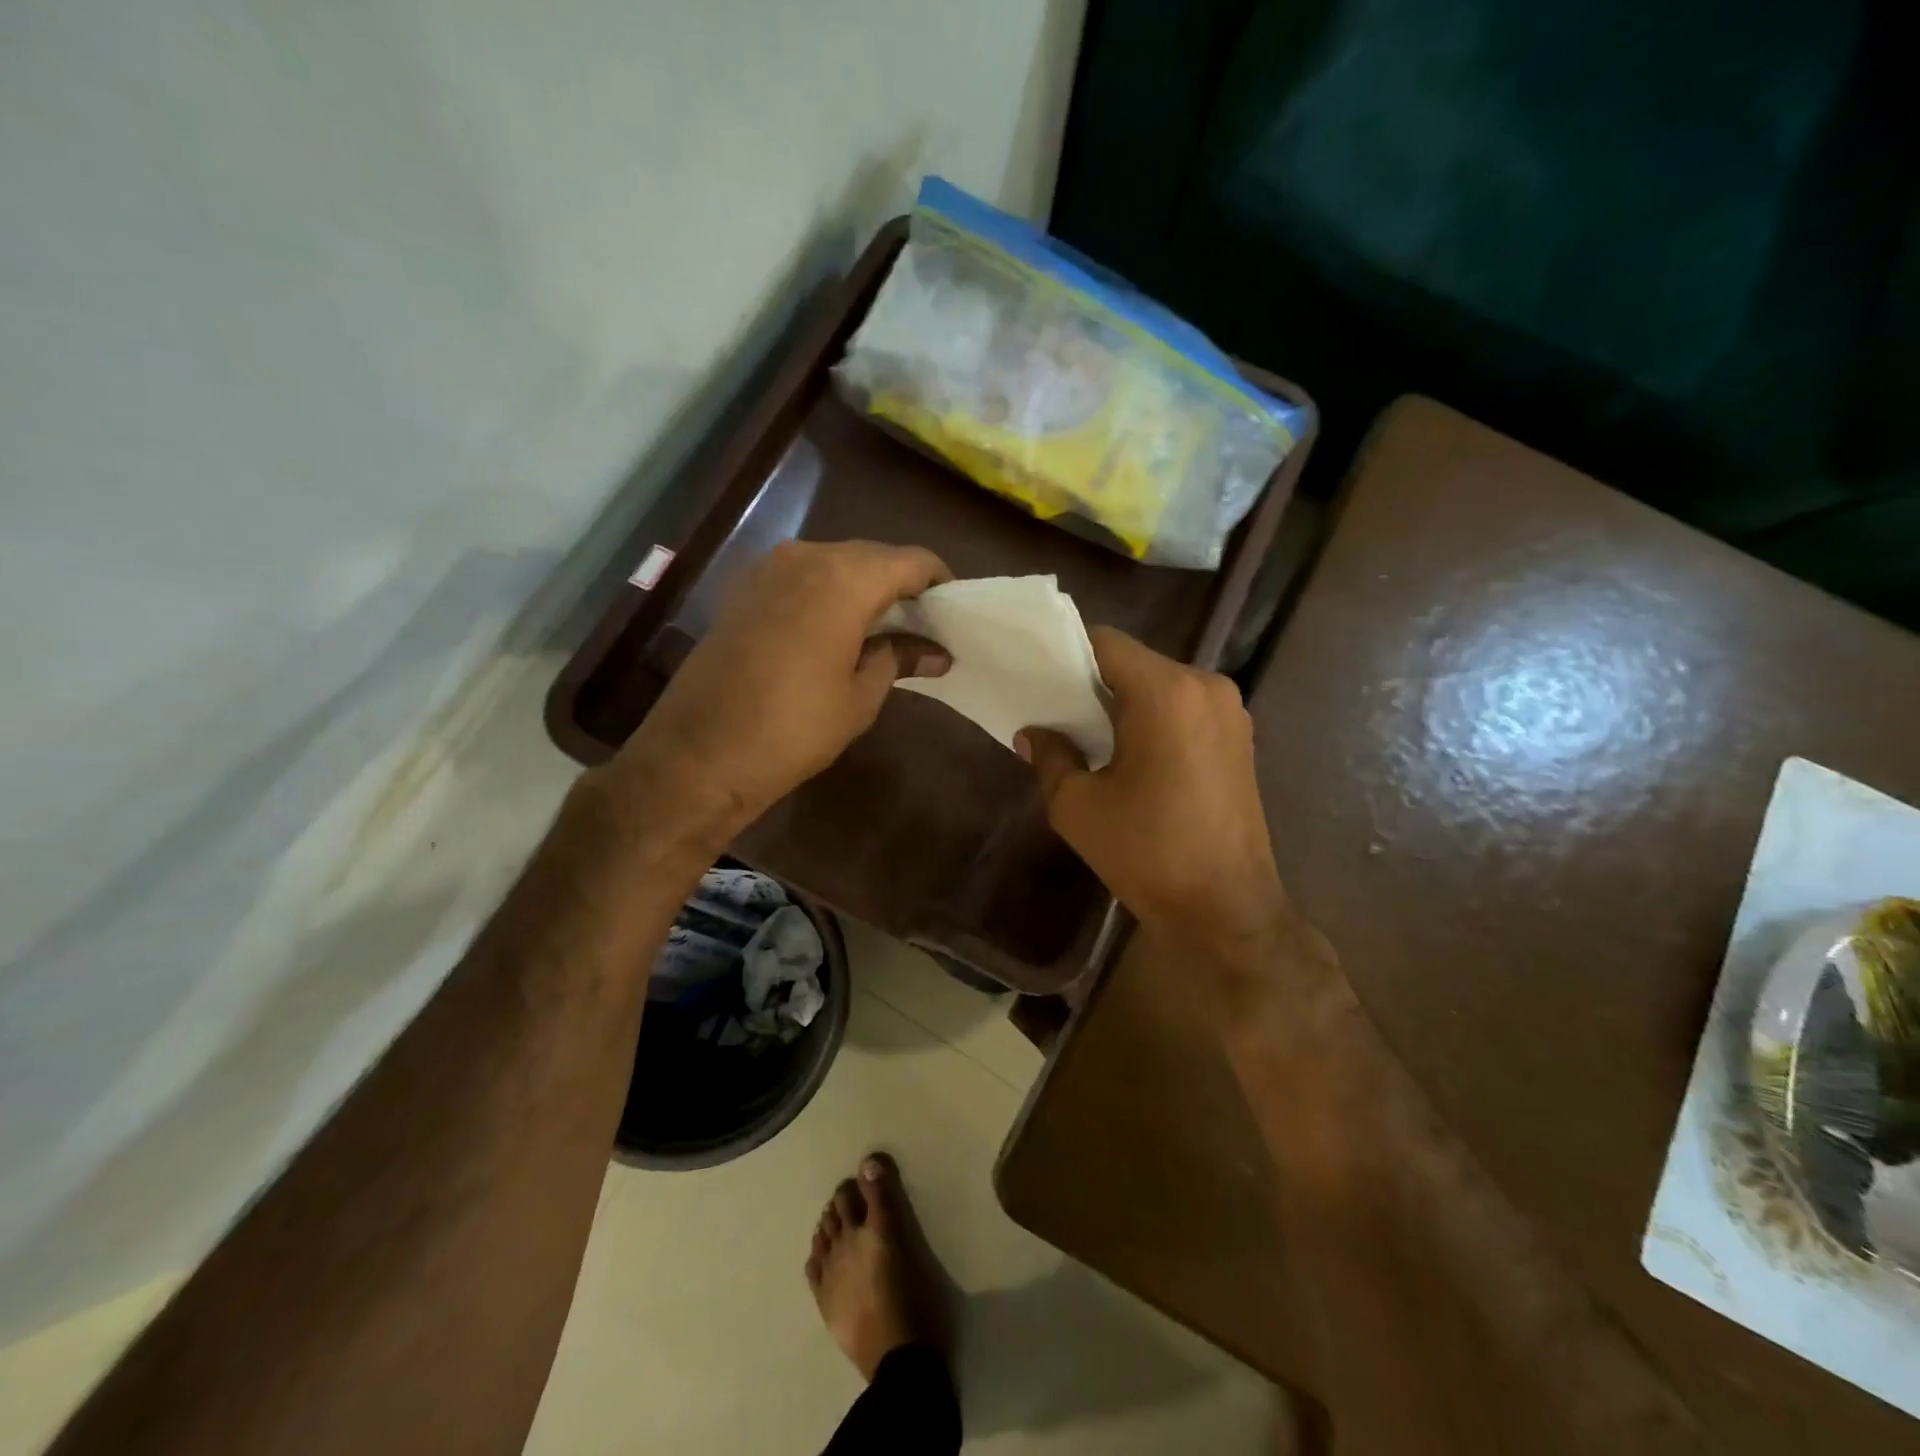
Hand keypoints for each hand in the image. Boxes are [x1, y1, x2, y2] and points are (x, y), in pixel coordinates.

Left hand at [598, 539, 950, 846]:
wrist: (701, 752)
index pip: (911, 560)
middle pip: (872, 556)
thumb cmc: (794, 728)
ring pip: (834, 563)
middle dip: (901, 585)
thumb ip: (899, 659)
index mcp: (845, 578)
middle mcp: (806, 556)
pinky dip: (827, 593)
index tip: (952, 611)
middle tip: (923, 625)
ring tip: (882, 629)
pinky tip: (835, 629)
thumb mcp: (860, 697)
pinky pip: (801, 576)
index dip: (939, 581)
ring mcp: (768, 568)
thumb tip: (936, 653)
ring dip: (863, 588)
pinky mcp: (743, 588)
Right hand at [1018, 628, 1288, 961]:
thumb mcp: (1077, 804)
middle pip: (1136, 662)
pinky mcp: (1241, 738)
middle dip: (1095, 681)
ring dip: (1127, 701)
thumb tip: (1032, 734)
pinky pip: (1186, 708)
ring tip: (1093, 736)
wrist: (1224, 908)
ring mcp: (1231, 711)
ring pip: (1162, 684)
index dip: (1067, 653)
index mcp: (1166, 692)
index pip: (1106, 642)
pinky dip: (1155, 718)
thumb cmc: (1145, 852)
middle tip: (1059, 711)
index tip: (1039, 676)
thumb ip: (1050, 756)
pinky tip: (1133, 754)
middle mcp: (1206, 686)